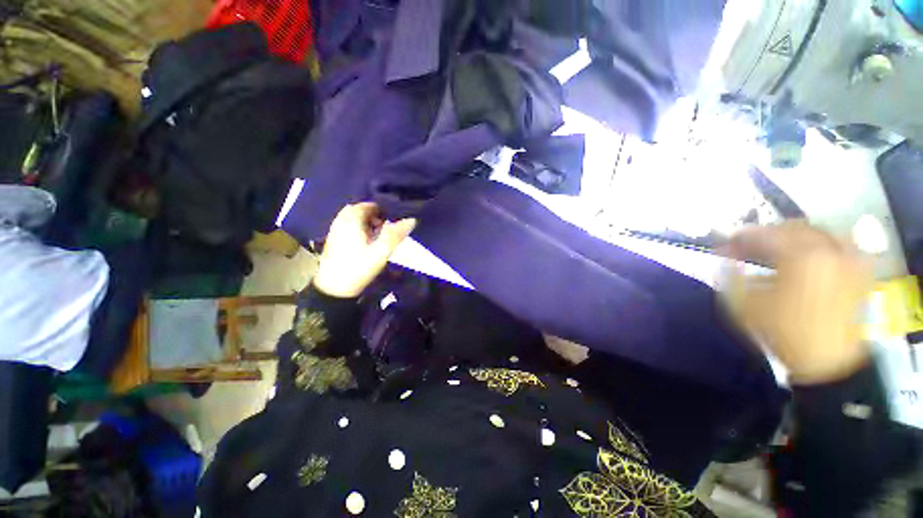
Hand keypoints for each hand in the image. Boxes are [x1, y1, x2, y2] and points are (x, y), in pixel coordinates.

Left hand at [312, 203, 416, 297]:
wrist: (334, 289)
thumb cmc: (358, 268)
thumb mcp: (381, 252)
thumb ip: (396, 234)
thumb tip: (412, 220)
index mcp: (351, 220)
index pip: (369, 205)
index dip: (384, 211)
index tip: (394, 221)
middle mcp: (341, 221)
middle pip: (361, 211)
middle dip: (376, 217)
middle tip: (387, 229)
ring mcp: (336, 230)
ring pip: (355, 219)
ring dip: (368, 224)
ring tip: (379, 237)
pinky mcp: (335, 240)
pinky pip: (349, 227)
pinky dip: (360, 230)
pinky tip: (367, 243)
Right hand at [727, 221, 873, 384]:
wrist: (829, 362)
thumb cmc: (784, 332)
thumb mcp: (745, 306)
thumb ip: (731, 276)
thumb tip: (724, 257)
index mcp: (800, 256)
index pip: (763, 234)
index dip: (739, 237)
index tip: (724, 244)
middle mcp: (829, 249)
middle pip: (792, 227)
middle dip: (766, 233)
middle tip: (748, 245)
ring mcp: (849, 258)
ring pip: (817, 231)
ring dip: (792, 236)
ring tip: (776, 249)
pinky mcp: (859, 270)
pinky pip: (839, 243)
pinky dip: (819, 243)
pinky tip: (807, 254)